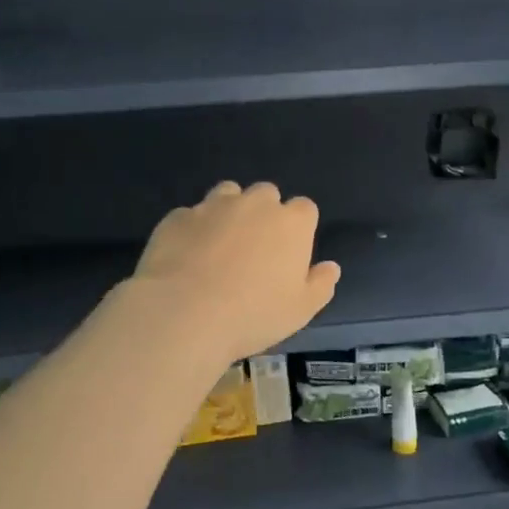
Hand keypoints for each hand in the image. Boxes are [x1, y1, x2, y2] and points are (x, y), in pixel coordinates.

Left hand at [129, 181, 340, 363]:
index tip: (290, 254)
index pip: (305, 209)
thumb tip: (330, 267)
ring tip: (221, 246)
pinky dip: (194, 230)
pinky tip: (187, 258)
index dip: (299, 229)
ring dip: (229, 212)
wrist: (184, 313)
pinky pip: (192, 216)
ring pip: (227, 194)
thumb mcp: (301, 310)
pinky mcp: (177, 217)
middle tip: (256, 250)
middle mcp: (255, 204)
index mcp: (292, 223)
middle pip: (266, 194)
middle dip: (264, 214)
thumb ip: (320, 284)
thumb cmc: (254, 314)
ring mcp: (212, 206)